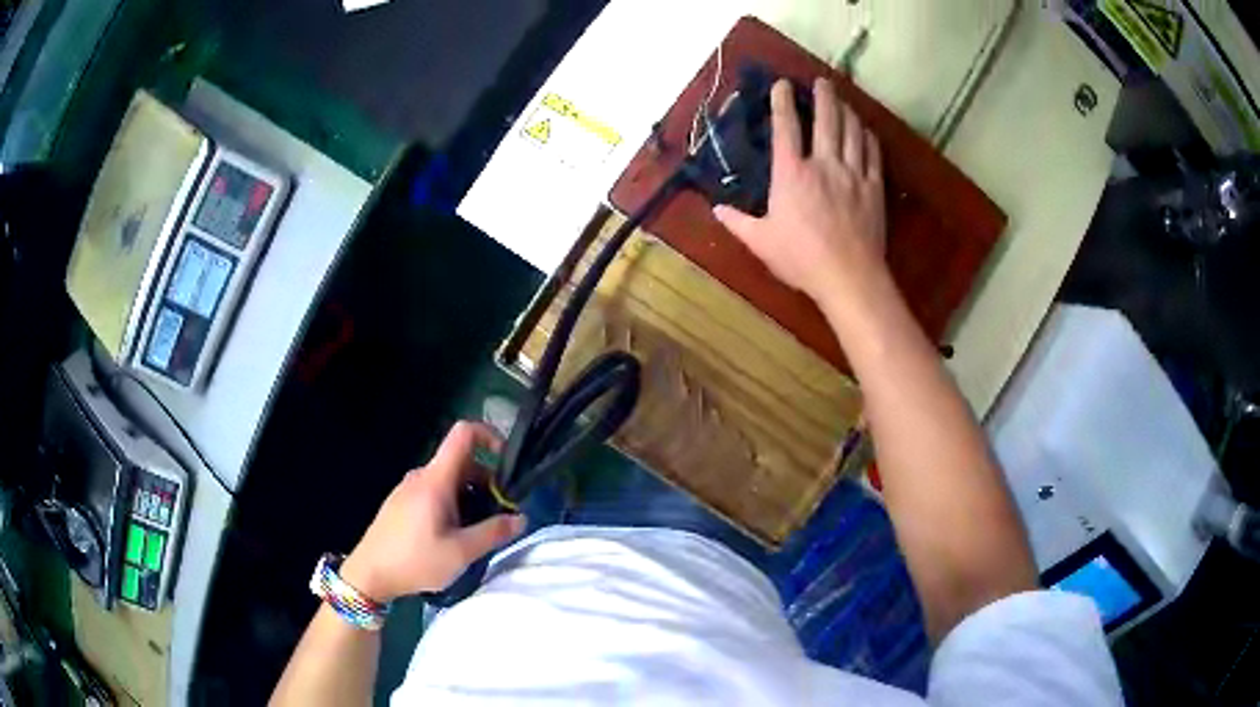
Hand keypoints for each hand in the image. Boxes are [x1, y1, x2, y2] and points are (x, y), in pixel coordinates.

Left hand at [340, 422, 525, 602]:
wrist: (369, 574)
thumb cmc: (414, 560)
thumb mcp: (461, 553)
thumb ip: (493, 533)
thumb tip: (521, 518)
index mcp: (436, 480)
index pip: (464, 434)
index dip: (490, 436)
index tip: (508, 464)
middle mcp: (421, 476)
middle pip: (462, 462)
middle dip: (487, 483)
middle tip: (499, 516)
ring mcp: (409, 488)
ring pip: (450, 480)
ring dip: (471, 498)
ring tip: (477, 532)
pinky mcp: (402, 503)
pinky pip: (435, 492)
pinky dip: (453, 505)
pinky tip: (452, 537)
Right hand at [714, 78, 886, 303]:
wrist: (849, 277)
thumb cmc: (801, 259)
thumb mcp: (760, 242)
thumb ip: (737, 222)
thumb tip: (715, 208)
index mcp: (791, 173)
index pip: (785, 127)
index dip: (782, 102)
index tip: (782, 84)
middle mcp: (823, 164)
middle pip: (826, 120)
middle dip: (824, 96)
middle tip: (822, 81)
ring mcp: (852, 174)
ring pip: (852, 132)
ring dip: (847, 111)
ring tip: (843, 100)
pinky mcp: (873, 188)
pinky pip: (873, 154)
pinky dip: (869, 138)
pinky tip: (866, 131)